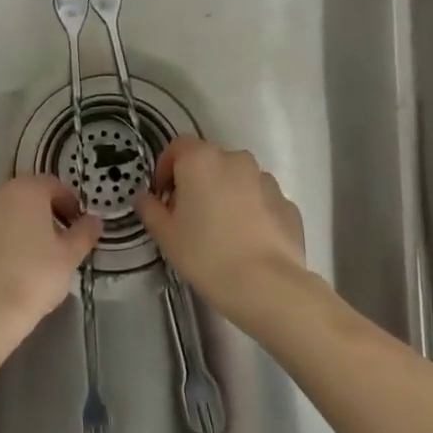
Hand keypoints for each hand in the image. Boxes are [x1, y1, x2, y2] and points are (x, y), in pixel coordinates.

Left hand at [0, 175, 100, 367]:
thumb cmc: (32, 279)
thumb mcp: (68, 258)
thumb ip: (83, 234)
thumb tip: (93, 220)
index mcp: (24, 192)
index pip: (52, 185)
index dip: (68, 203)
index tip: (76, 225)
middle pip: (23, 198)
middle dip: (40, 216)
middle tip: (54, 244)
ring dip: (12, 231)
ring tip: (25, 263)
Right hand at [134, 138, 307, 327]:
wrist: (267, 286)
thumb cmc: (206, 254)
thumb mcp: (166, 235)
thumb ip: (150, 209)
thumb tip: (144, 198)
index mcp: (201, 160)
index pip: (178, 146)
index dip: (166, 167)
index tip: (162, 196)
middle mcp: (236, 160)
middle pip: (209, 161)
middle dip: (197, 182)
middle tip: (189, 215)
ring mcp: (266, 180)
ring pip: (238, 179)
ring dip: (226, 194)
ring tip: (221, 230)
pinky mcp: (288, 203)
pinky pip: (261, 200)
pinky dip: (252, 211)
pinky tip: (247, 241)